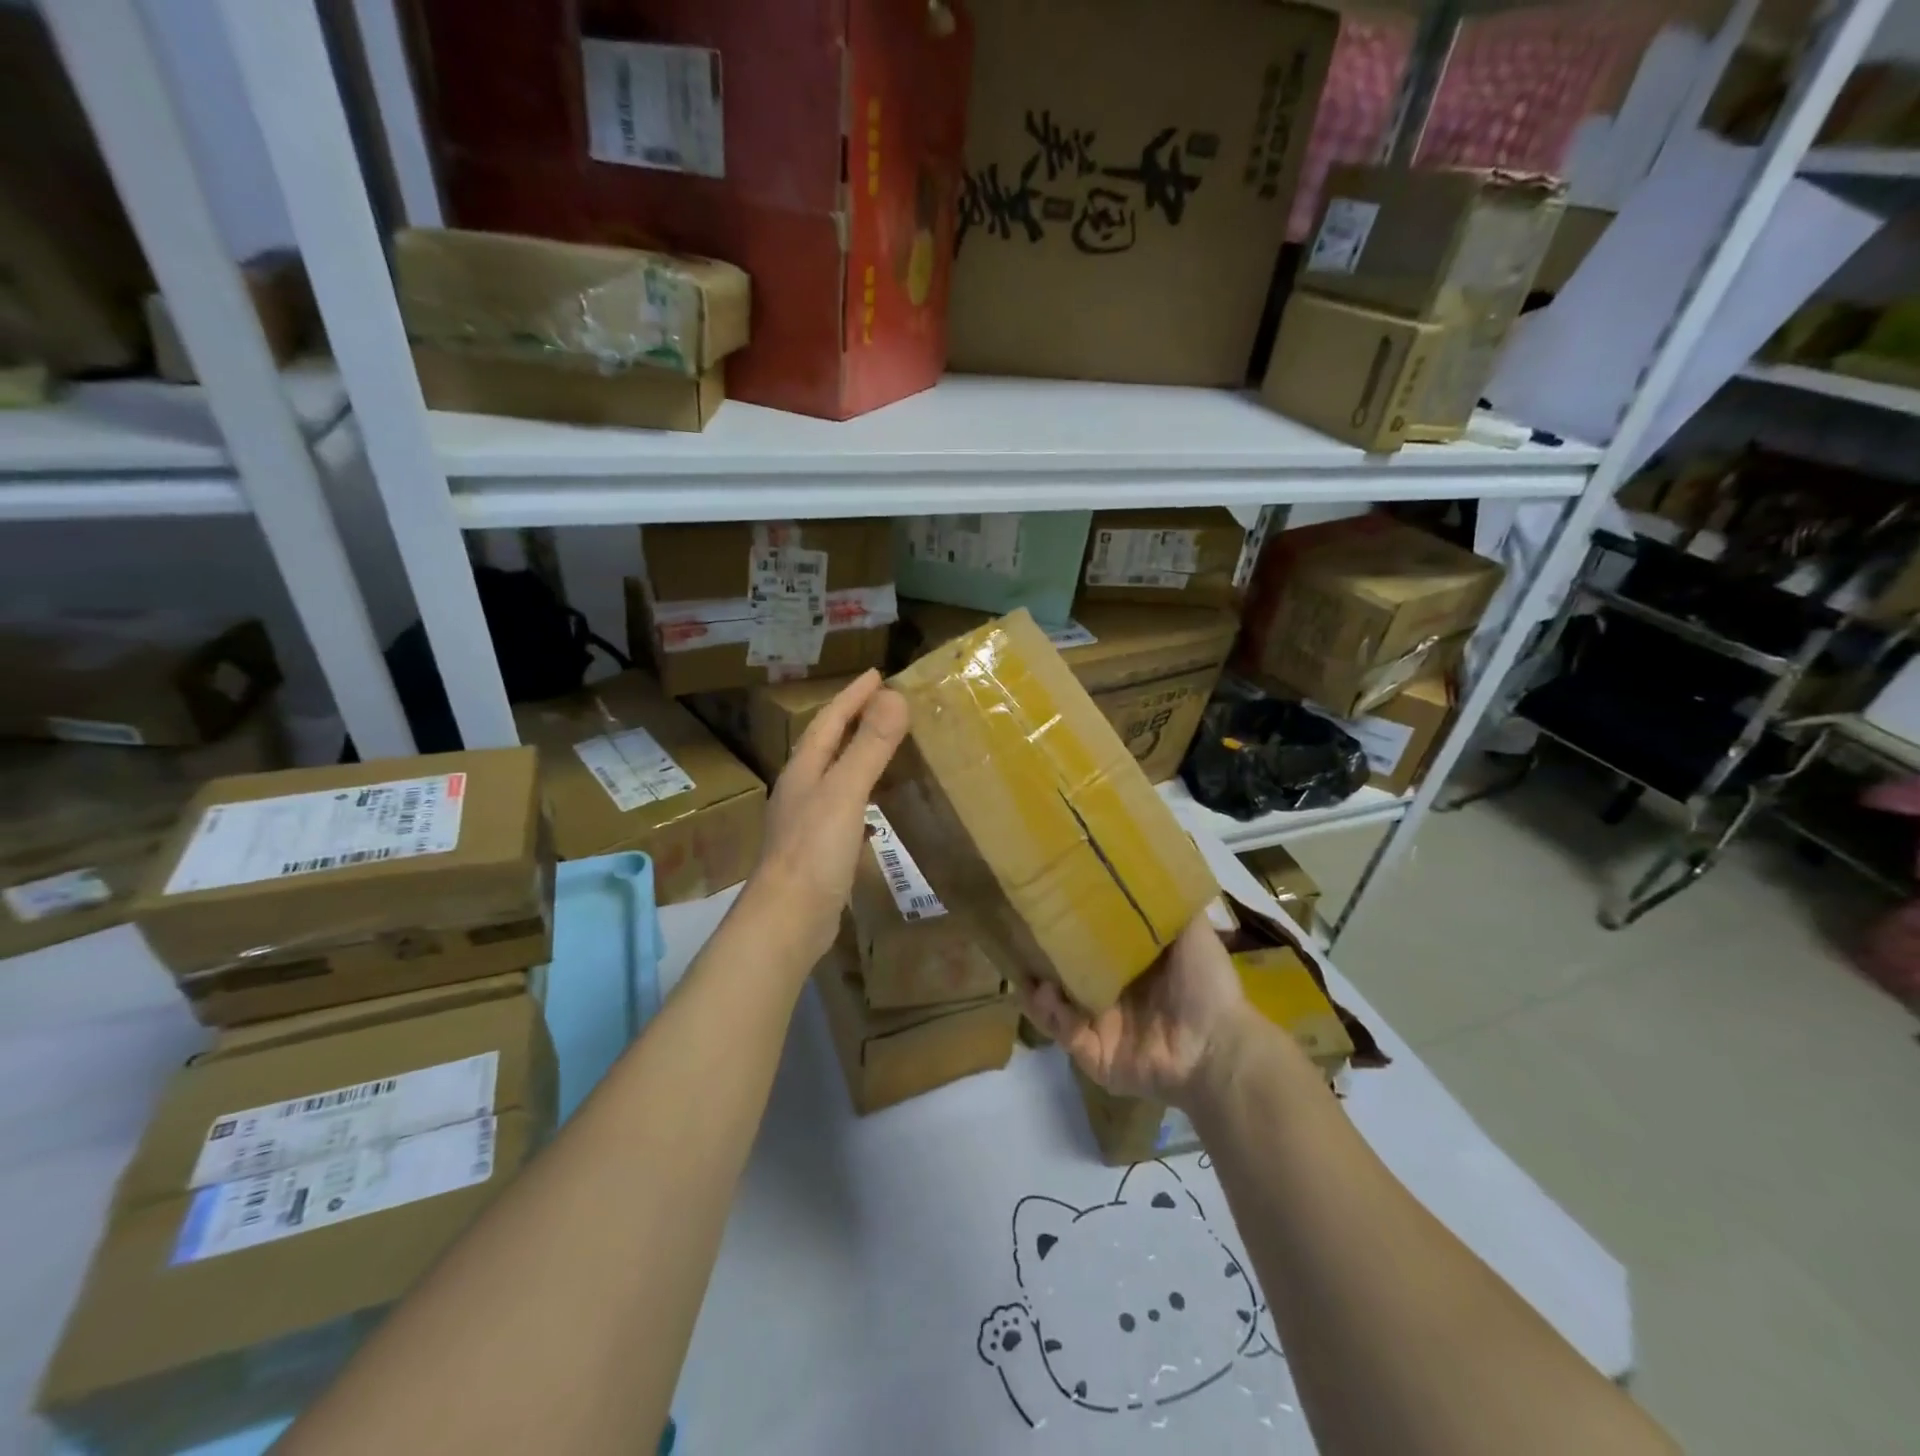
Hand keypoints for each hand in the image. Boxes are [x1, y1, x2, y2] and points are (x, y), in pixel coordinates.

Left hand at [739, 669, 908, 970]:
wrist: (786, 921)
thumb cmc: (813, 852)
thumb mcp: (845, 792)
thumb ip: (869, 746)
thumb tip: (894, 696)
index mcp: (804, 770)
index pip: (829, 720)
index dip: (853, 696)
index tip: (877, 673)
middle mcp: (801, 790)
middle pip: (828, 745)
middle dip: (854, 721)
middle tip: (886, 704)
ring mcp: (807, 822)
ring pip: (836, 776)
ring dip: (858, 757)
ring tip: (886, 747)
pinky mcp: (818, 851)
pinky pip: (845, 808)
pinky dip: (863, 795)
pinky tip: (877, 807)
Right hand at [1019, 914, 1248, 1105]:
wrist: (1218, 1046)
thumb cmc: (1206, 983)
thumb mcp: (1191, 931)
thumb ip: (1168, 902)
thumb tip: (1151, 858)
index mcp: (1132, 969)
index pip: (1090, 946)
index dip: (1068, 929)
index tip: (1046, 904)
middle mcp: (1112, 997)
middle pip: (1065, 976)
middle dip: (1042, 960)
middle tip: (1020, 936)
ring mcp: (1101, 1028)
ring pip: (1056, 1007)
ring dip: (1038, 989)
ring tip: (1026, 970)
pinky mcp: (1095, 1056)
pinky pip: (1064, 1034)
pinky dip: (1051, 1016)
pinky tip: (1044, 994)